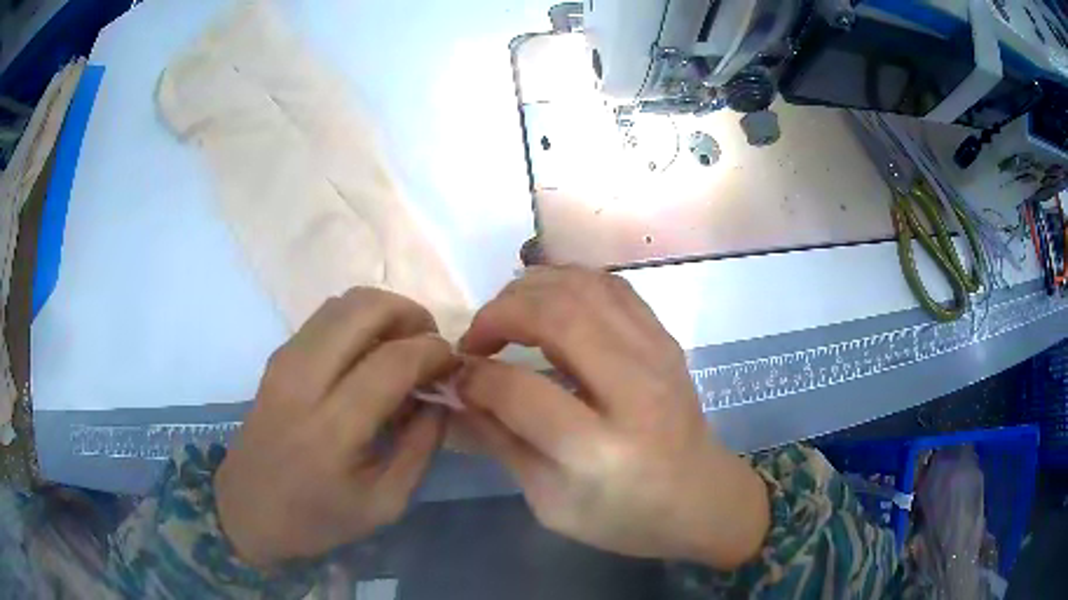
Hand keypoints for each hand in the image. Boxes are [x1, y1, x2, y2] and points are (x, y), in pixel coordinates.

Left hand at [215, 288, 453, 568]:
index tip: (453, 364)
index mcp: (333, 429)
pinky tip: (368, 355)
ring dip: (384, 313)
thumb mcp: (386, 502)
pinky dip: (358, 321)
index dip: (434, 352)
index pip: (393, 361)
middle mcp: (303, 380)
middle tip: (430, 345)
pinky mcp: (277, 357)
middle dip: (411, 314)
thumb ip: (421, 446)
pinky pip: (325, 317)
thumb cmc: (319, 517)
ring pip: (343, 303)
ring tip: (402, 346)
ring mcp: (285, 361)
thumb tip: (441, 396)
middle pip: (364, 309)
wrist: (249, 510)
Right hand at [456, 267, 768, 567]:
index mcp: (600, 450)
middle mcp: (633, 389)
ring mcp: (656, 355)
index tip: (457, 377)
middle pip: (556, 316)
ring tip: (505, 317)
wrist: (703, 499)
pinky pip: (611, 286)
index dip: (476, 377)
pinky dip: (568, 281)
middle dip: (499, 314)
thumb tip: (458, 396)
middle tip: (476, 340)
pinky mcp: (665, 339)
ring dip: (529, 290)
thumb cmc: (626, 516)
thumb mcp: (551, 504)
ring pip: (583, 287)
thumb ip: (502, 444)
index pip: (521, 391)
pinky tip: (546, 302)